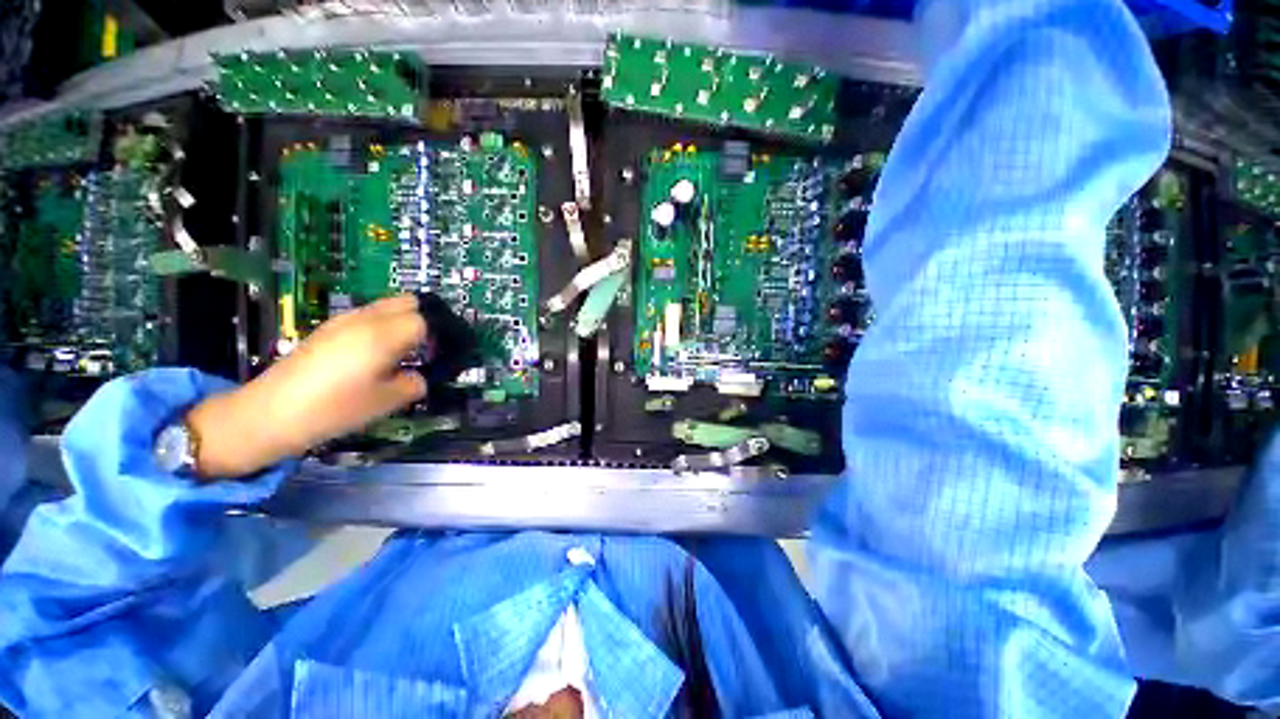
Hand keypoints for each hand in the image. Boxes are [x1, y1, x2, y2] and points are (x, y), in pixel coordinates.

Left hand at [186, 295, 427, 478]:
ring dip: (404, 321)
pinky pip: (368, 315)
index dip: (440, 336)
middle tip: (429, 348)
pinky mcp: (329, 328)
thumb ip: (415, 383)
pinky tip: (376, 353)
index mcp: (383, 335)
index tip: (440, 357)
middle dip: (426, 319)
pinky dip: (383, 326)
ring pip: (387, 305)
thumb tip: (420, 375)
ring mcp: (343, 320)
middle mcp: (365, 319)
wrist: (269, 413)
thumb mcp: (386, 402)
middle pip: (408, 301)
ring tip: (405, 351)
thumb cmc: (334, 409)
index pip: (426, 320)